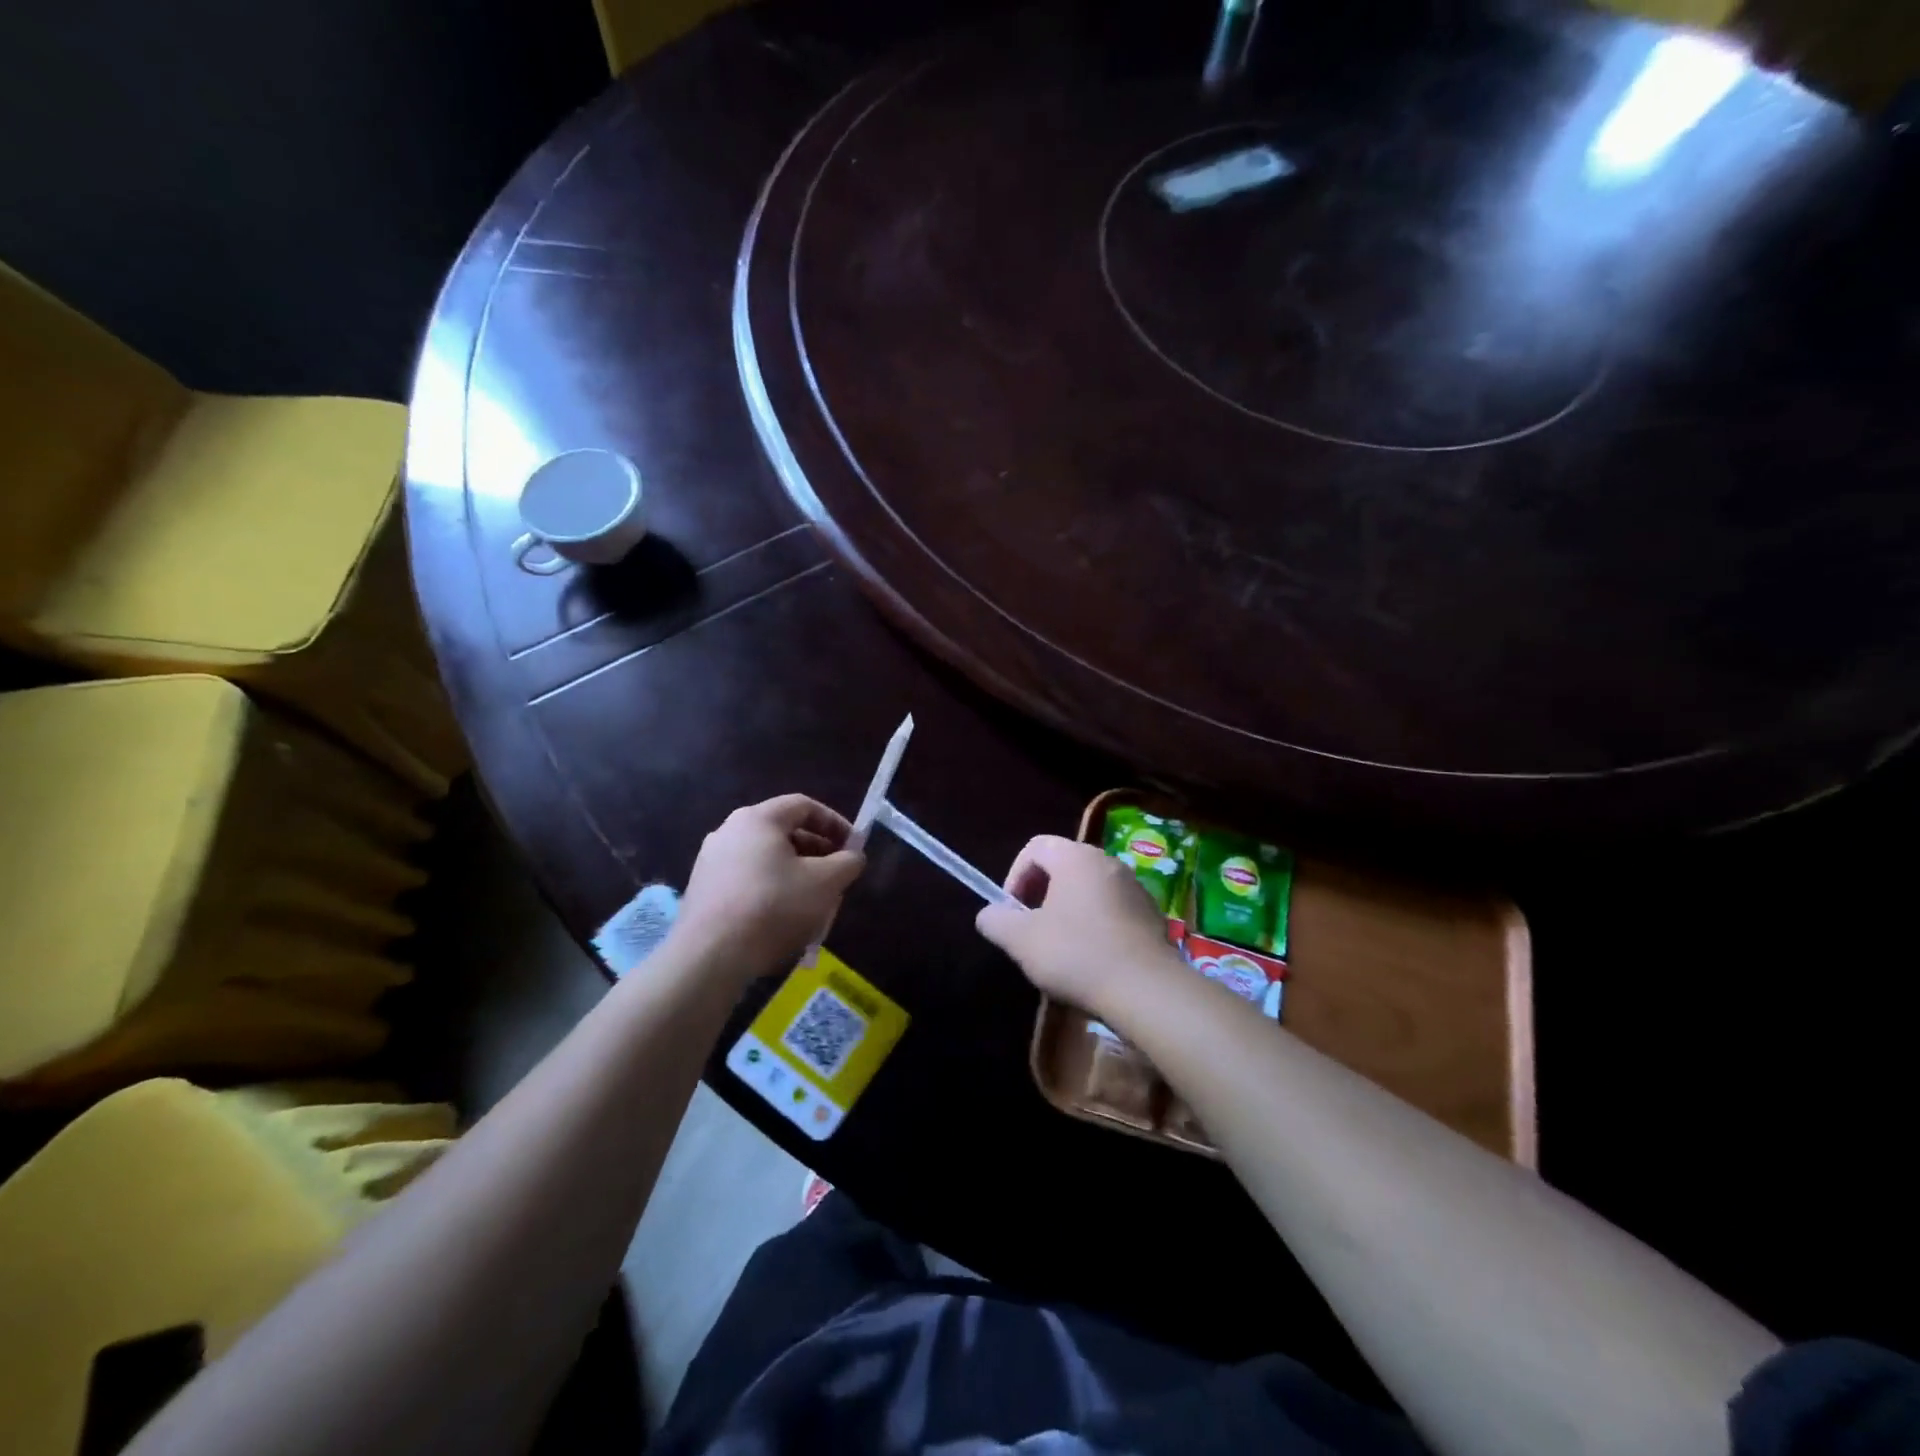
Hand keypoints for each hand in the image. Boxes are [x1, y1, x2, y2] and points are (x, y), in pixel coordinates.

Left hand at [674, 795, 865, 977]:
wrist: (709, 956)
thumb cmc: (773, 907)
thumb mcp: (826, 883)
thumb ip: (848, 862)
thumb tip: (853, 856)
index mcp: (758, 819)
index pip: (804, 806)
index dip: (835, 823)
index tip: (853, 847)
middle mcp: (730, 830)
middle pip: (783, 831)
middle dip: (816, 851)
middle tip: (836, 875)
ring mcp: (711, 861)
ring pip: (765, 858)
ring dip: (795, 873)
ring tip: (813, 901)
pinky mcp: (703, 889)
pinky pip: (747, 879)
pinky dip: (771, 889)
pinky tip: (782, 918)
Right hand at [975, 835, 1185, 1017]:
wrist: (1146, 990)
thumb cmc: (1077, 955)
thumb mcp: (1021, 940)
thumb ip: (995, 921)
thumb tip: (989, 914)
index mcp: (1076, 857)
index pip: (1035, 847)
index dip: (1015, 875)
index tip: (1012, 911)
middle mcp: (1107, 862)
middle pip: (1063, 865)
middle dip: (1040, 893)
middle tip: (1032, 928)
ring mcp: (1134, 887)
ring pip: (1089, 888)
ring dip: (1068, 909)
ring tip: (1060, 947)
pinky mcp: (1151, 914)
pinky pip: (1112, 908)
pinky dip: (1095, 923)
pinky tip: (1092, 958)